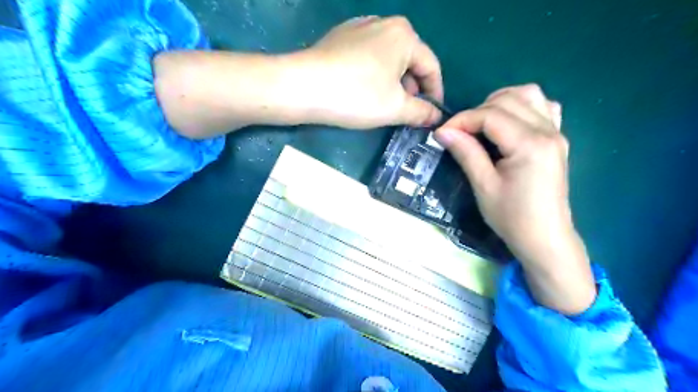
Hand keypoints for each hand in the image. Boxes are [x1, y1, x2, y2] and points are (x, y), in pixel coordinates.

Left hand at [303, 15, 443, 127]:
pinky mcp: (341, 37)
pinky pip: (369, 57)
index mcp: (404, 35)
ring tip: (386, 105)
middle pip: (409, 60)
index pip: (431, 67)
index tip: (432, 115)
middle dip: (412, 89)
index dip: (435, 93)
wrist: (302, 86)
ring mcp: (359, 27)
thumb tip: (435, 116)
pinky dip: (374, 75)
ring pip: (388, 59)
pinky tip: (365, 91)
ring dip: (393, 83)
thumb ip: (421, 112)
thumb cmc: (356, 95)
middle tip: (407, 113)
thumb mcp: (395, 108)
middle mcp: (384, 23)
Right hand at [434, 85, 593, 314]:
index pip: (490, 115)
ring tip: (482, 124)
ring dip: (500, 103)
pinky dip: (523, 107)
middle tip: (460, 133)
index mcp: (529, 144)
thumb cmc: (512, 217)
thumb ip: (466, 152)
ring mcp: (556, 132)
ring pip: (529, 95)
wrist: (545, 238)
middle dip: (477, 111)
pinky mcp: (557, 140)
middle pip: (508, 99)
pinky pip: (544, 107)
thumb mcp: (483, 186)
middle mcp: (547, 130)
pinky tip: (509, 124)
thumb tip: (442, 131)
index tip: (442, 133)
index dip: (462, 120)